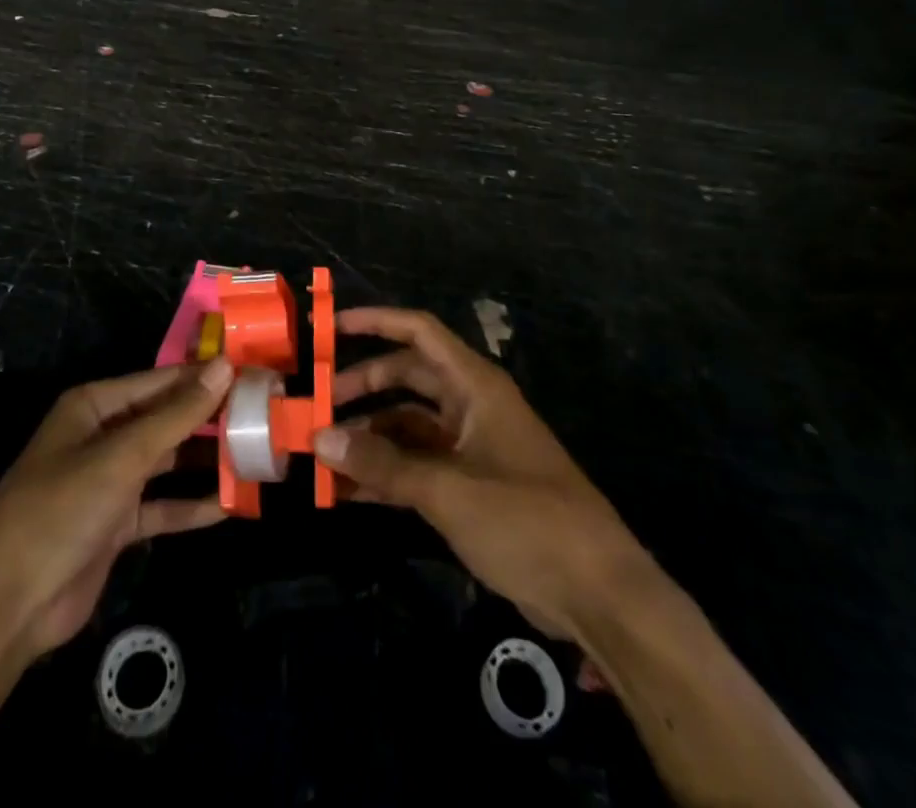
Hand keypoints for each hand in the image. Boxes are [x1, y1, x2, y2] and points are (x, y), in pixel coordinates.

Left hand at [0, 358, 233, 663]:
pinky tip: (231, 505)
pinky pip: (162, 507)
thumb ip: (177, 414)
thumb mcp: (123, 456)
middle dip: (210, 419)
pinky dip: (191, 506)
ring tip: (257, 455)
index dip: (205, 377)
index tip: (253, 374)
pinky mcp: (116, 524)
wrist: (8, 606)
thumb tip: (225, 367)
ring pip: (167, 461)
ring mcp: (109, 481)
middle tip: (263, 415)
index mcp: (94, 406)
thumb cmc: (62, 510)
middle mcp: (102, 435)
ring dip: (205, 461)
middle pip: (166, 418)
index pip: (161, 380)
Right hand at [313, 307, 643, 645]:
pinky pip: (418, 465)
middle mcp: (471, 406)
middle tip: (318, 405)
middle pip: (408, 377)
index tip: (330, 329)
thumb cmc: (526, 520)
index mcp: (474, 386)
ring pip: (409, 424)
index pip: (419, 332)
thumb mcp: (448, 489)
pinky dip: (386, 473)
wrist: (597, 593)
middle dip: (363, 386)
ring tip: (324, 455)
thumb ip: (383, 463)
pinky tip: (349, 492)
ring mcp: (471, 447)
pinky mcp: (471, 487)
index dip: (376, 322)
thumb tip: (320, 438)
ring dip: (370, 436)